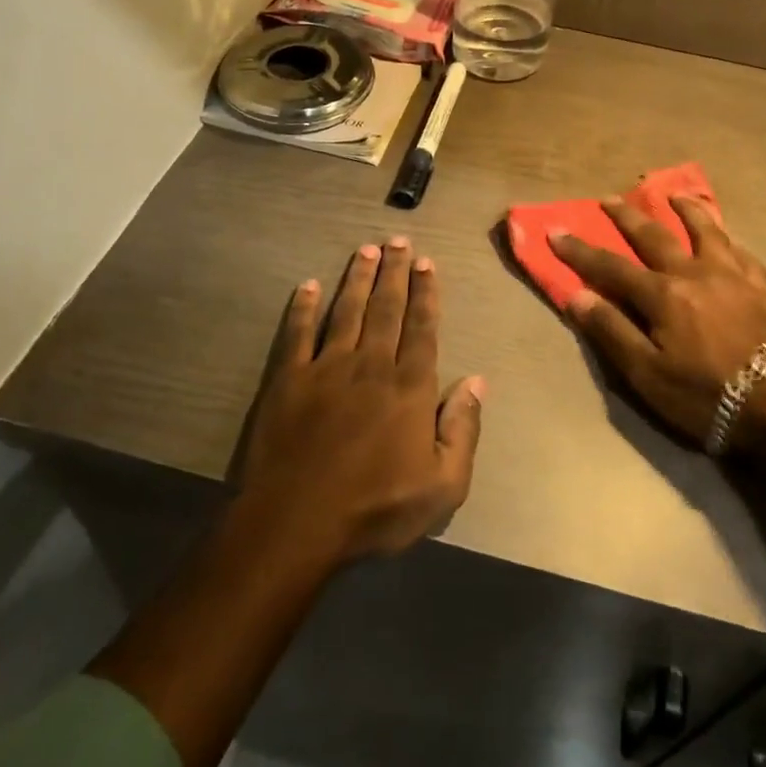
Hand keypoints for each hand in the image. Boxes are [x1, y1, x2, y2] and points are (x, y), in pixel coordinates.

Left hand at [238, 236, 485, 566]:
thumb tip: (477, 381)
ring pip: (346, 311)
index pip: (422, 328)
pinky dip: (303, 308)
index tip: (427, 263)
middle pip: (385, 309)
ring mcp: (325, 369)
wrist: (294, 526)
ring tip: (365, 250)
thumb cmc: (374, 510)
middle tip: (397, 240)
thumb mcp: (442, 487)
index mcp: (408, 388)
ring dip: (357, 279)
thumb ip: (462, 429)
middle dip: (394, 272)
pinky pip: (297, 334)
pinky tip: (309, 285)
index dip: (426, 293)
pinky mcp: (287, 380)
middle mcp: (370, 365)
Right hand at [549, 195, 765, 449]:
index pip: (610, 266)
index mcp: (661, 294)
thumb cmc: (707, 394)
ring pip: (705, 231)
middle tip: (609, 198)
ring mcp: (731, 276)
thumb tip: (577, 296)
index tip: (555, 231)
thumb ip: (612, 332)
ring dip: (686, 210)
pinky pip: (742, 253)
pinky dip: (729, 240)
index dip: (580, 250)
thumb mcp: (647, 374)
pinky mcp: (760, 287)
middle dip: (627, 216)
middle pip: (654, 236)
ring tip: (674, 194)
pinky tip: (728, 238)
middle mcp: (693, 273)